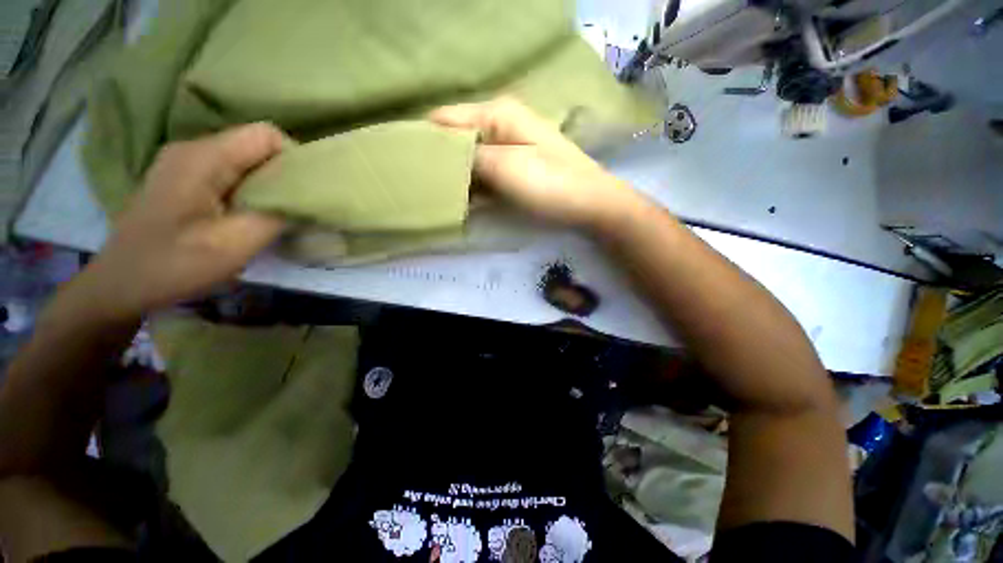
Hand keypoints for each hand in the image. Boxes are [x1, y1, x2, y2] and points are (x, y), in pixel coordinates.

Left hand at [79, 123, 287, 319]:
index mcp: (203, 157)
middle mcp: (193, 149)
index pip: (265, 135)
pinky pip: (230, 173)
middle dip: (283, 174)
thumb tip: (306, 200)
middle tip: (293, 210)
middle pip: (256, 146)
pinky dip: (250, 191)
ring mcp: (185, 163)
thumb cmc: (174, 264)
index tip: (304, 193)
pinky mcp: (183, 180)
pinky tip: (249, 216)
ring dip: (267, 185)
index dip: (293, 158)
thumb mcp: (235, 243)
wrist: (120, 285)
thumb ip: (277, 215)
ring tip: (274, 215)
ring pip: (245, 160)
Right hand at [428, 98, 646, 229]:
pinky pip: (483, 174)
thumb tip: (438, 156)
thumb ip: (469, 158)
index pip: (444, 120)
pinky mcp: (513, 170)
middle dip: (438, 161)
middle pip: (456, 139)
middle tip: (418, 186)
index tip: (404, 165)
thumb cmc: (551, 184)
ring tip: (432, 195)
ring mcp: (507, 149)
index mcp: (496, 114)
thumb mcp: (506, 167)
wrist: (590, 204)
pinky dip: (471, 187)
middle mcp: (499, 124)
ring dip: (454, 177)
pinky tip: (458, 201)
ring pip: (469, 159)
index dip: (423, 140)